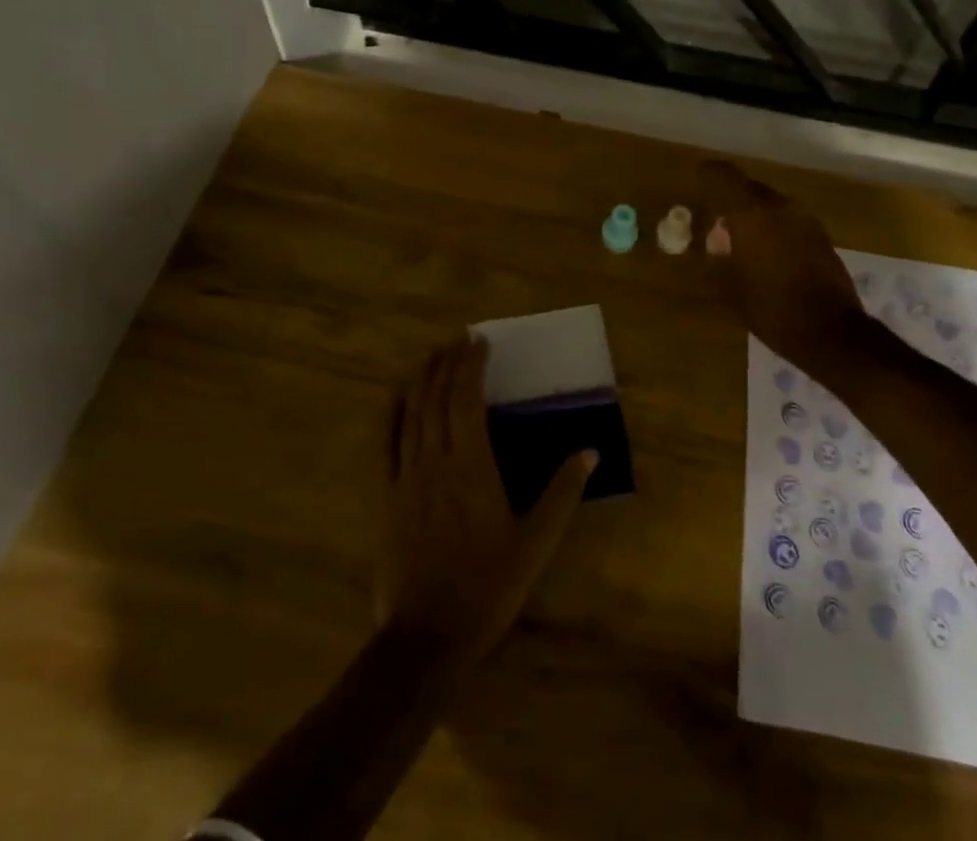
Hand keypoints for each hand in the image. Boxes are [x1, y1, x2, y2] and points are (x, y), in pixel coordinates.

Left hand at [378, 336, 595, 663]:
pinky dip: (391, 412)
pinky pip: (386, 443)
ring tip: (432, 354)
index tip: (478, 340)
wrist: (428, 637)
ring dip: (422, 378)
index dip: (471, 365)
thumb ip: (562, 493)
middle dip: (448, 362)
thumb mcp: (536, 543)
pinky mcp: (388, 496)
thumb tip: (589, 451)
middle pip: (438, 398)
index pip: (467, 399)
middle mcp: (436, 461)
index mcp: (472, 466)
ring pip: (411, 413)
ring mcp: (407, 477)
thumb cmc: (487, 587)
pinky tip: (397, 396)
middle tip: (458, 339)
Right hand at [699, 160, 861, 362]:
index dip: (709, 174)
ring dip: (755, 216)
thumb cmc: (771, 309)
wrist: (831, 333)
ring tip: (742, 242)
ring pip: (772, 205)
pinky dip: (774, 229)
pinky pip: (789, 222)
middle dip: (732, 201)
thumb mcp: (731, 285)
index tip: (697, 180)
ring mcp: (806, 220)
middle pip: (750, 189)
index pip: (725, 175)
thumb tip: (715, 241)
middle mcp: (781, 207)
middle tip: (717, 223)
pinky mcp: (822, 237)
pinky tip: (767, 255)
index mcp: (753, 214)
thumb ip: (720, 255)